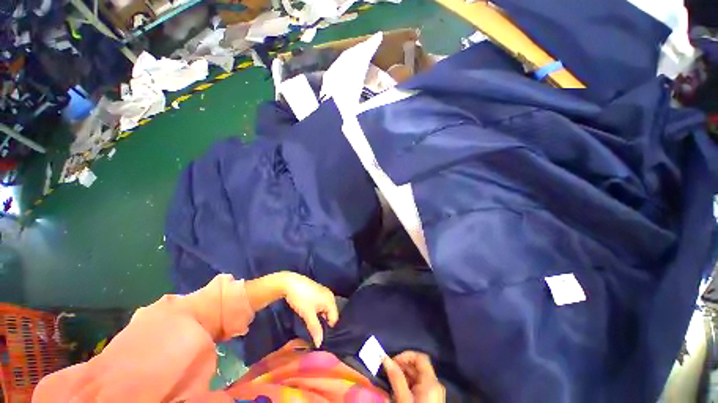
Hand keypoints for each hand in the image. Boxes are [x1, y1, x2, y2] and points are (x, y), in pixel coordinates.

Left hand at [281, 272, 338, 347]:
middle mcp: (329, 295)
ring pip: (325, 310)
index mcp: (330, 300)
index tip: (320, 337)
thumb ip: (315, 329)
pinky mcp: (317, 292)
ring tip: (312, 325)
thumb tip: (320, 344)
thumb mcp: (308, 315)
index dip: (328, 329)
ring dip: (320, 317)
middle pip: (330, 314)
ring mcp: (323, 292)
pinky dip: (317, 311)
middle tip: (315, 332)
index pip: (334, 319)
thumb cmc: (301, 298)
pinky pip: (321, 304)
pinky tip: (310, 315)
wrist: (290, 283)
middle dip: (324, 323)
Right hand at [383, 351, 444, 402]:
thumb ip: (395, 377)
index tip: (391, 362)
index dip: (405, 355)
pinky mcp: (429, 401)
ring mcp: (433, 393)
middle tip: (387, 372)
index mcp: (431, 382)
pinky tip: (397, 391)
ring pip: (417, 376)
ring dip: (403, 375)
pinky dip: (407, 384)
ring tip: (390, 382)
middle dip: (402, 366)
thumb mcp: (403, 399)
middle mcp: (434, 384)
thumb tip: (384, 357)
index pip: (420, 357)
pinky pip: (418, 386)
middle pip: (418, 366)